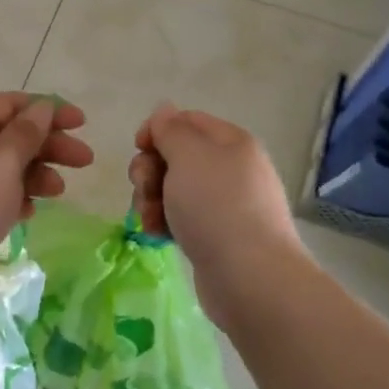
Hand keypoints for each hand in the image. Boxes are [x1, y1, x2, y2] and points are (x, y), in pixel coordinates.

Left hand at [0, 93, 91, 296]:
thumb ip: (26, 132)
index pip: (11, 103)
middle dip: (48, 145)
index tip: (83, 124)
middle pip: (9, 134)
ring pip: (1, 166)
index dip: (49, 110)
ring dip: (34, 173)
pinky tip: (29, 213)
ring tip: (58, 192)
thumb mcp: (1, 162)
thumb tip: (41, 107)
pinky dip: (12, 197)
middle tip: (85, 161)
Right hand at [127, 103, 307, 317]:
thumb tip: (165, 111)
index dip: (157, 130)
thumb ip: (171, 129)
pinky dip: (164, 223)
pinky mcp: (217, 236)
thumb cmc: (216, 207)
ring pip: (173, 189)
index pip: (186, 121)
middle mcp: (231, 168)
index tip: (138, 148)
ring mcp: (225, 204)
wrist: (250, 277)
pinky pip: (182, 218)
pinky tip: (157, 235)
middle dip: (150, 170)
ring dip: (151, 199)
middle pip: (176, 156)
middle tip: (145, 188)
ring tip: (149, 219)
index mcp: (231, 142)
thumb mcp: (189, 156)